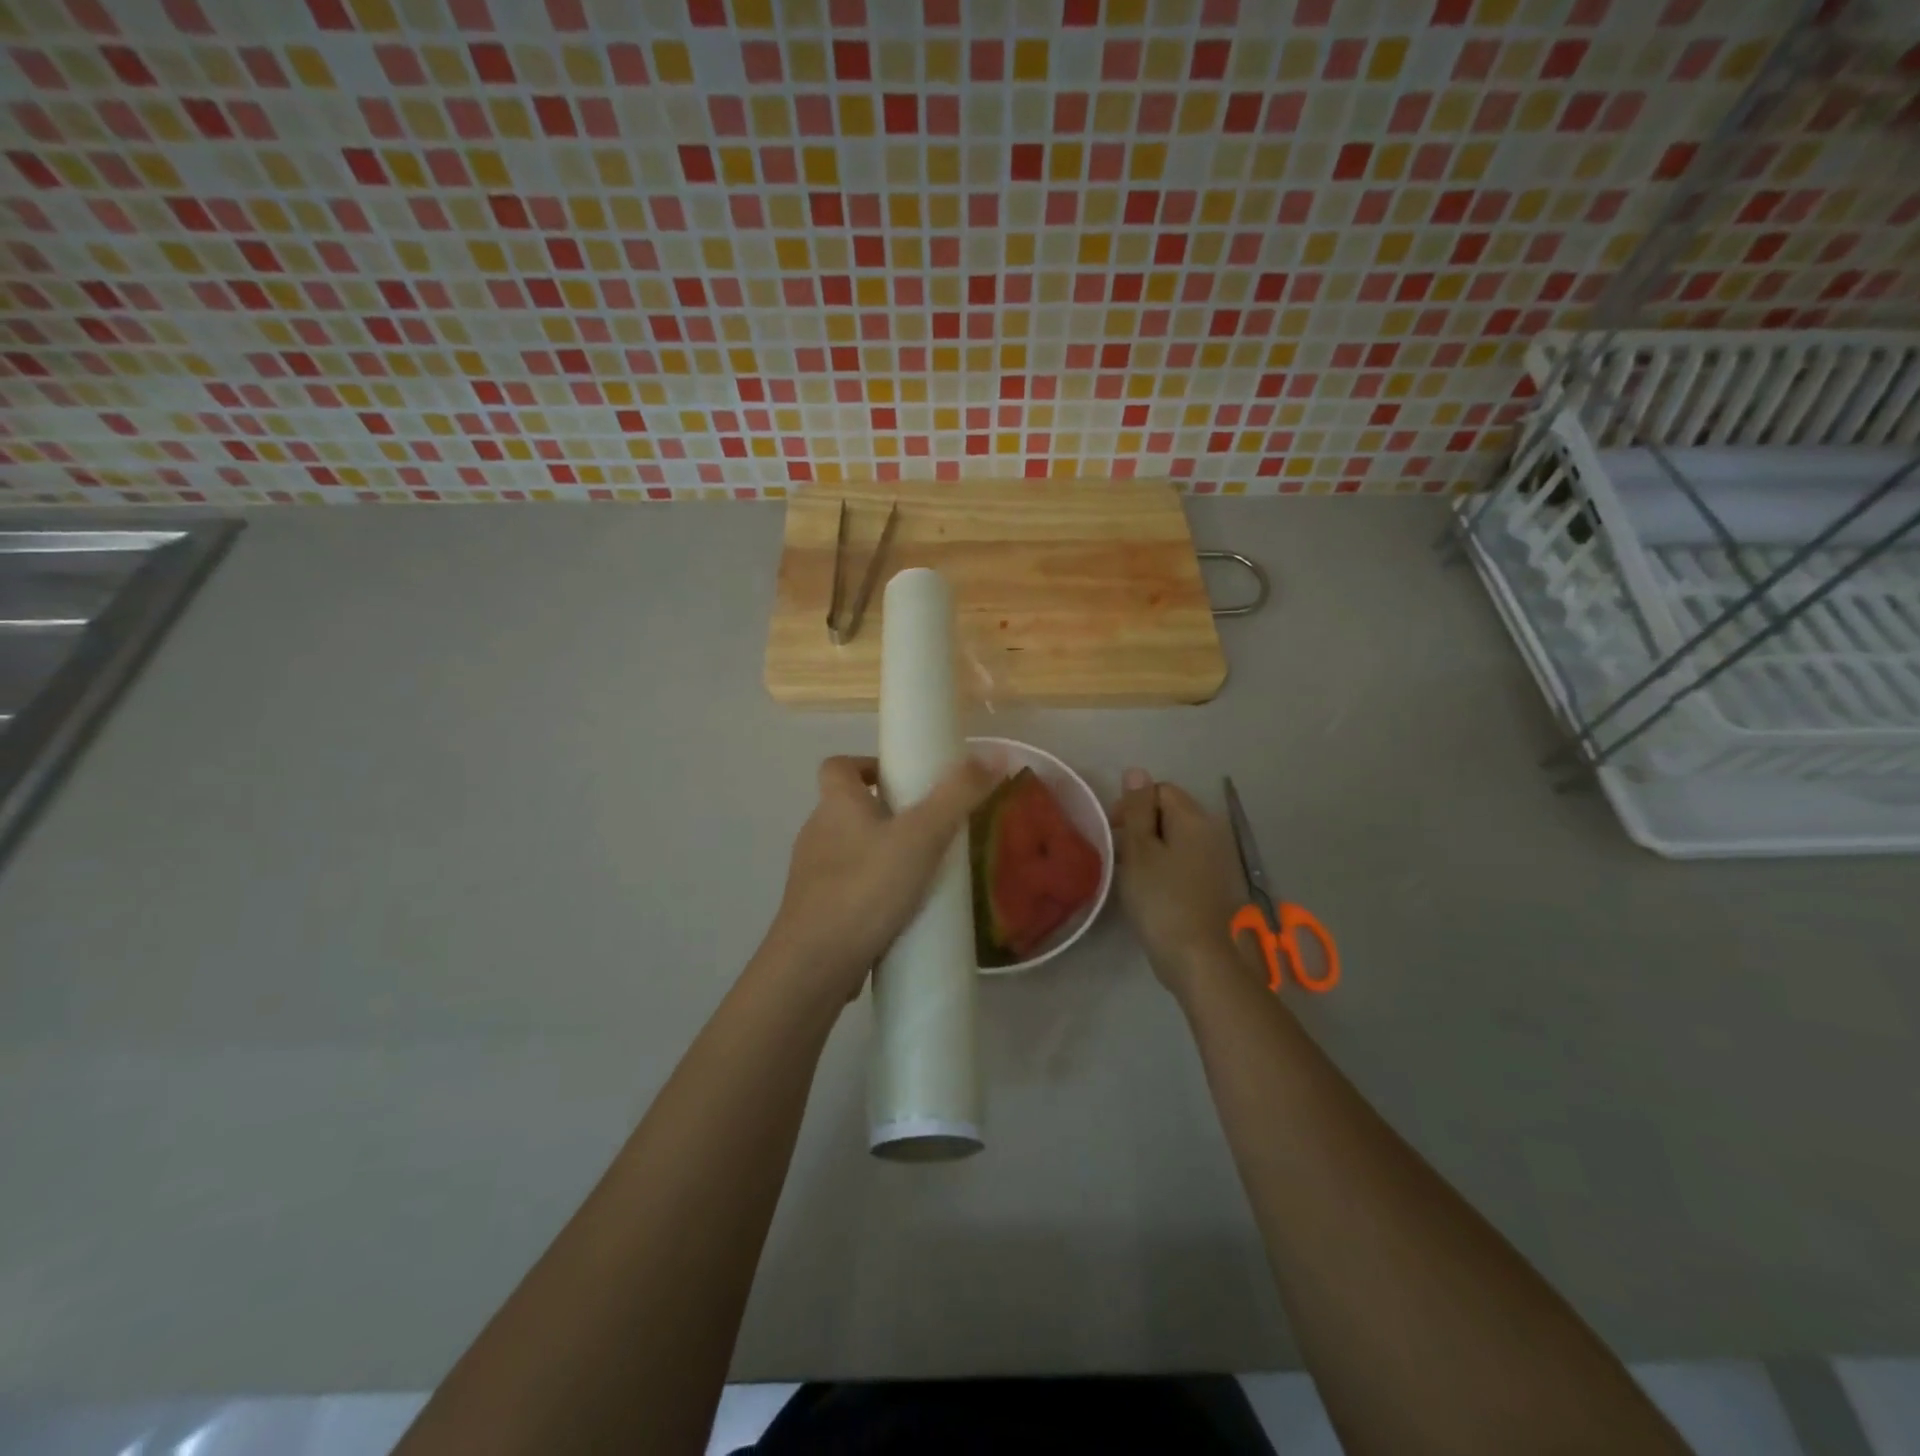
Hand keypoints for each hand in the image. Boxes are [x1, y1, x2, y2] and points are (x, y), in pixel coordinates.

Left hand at [766, 755, 995, 1005]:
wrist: (814, 964)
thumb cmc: (866, 887)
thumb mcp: (921, 836)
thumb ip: (958, 795)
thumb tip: (996, 753)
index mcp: (836, 805)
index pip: (838, 766)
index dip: (866, 765)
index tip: (900, 780)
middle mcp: (816, 832)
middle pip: (847, 809)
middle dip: (885, 814)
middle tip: (928, 830)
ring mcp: (810, 875)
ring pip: (848, 851)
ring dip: (879, 855)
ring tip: (921, 874)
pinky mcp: (814, 913)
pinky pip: (846, 890)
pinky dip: (870, 893)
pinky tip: (899, 914)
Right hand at [1110, 768, 1254, 1000]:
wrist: (1198, 959)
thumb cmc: (1162, 899)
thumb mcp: (1140, 850)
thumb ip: (1136, 810)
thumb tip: (1136, 771)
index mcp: (1193, 819)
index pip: (1159, 790)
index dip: (1131, 804)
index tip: (1112, 831)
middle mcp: (1210, 833)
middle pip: (1168, 813)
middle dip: (1139, 827)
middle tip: (1117, 854)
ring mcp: (1214, 861)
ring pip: (1174, 839)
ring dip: (1149, 849)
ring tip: (1128, 874)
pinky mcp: (1211, 885)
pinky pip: (1182, 862)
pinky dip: (1163, 868)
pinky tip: (1148, 890)